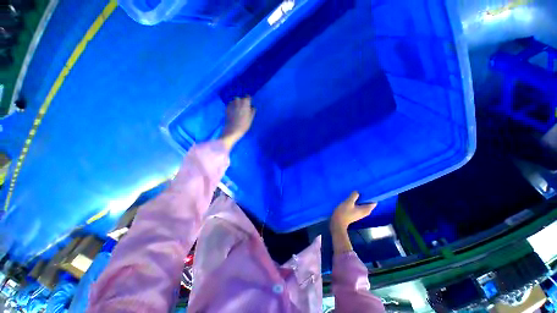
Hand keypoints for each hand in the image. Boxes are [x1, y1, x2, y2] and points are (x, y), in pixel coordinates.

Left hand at [221, 96, 255, 149]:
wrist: (232, 130)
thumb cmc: (244, 125)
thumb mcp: (251, 119)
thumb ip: (252, 111)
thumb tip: (253, 107)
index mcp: (245, 103)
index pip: (248, 97)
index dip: (249, 100)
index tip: (249, 103)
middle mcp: (238, 101)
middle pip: (241, 99)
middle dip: (242, 102)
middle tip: (243, 109)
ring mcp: (231, 104)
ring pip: (235, 101)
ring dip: (237, 104)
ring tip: (238, 111)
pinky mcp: (226, 107)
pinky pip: (230, 105)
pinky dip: (232, 107)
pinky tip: (233, 113)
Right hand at [330, 191, 376, 231]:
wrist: (338, 222)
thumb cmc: (344, 212)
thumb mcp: (348, 202)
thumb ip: (354, 196)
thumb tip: (357, 192)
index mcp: (366, 209)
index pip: (373, 201)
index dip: (371, 195)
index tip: (366, 189)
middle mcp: (365, 211)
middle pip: (368, 202)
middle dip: (364, 195)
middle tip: (359, 189)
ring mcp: (360, 212)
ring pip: (362, 203)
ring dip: (359, 198)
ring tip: (354, 192)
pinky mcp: (355, 212)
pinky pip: (358, 204)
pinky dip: (356, 201)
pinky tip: (351, 197)